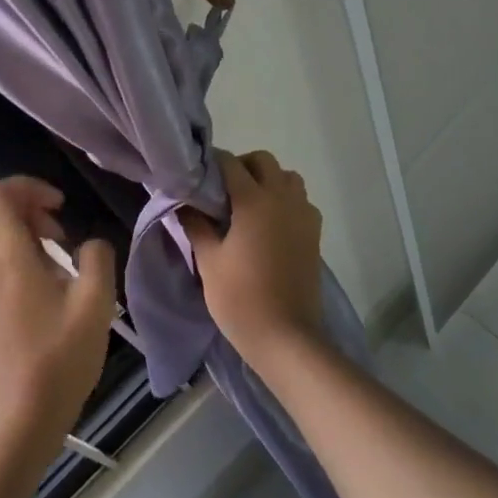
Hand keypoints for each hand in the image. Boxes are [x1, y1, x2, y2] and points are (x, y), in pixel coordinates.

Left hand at [0, 178, 116, 462]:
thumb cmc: (61, 355)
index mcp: (7, 256)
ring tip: (59, 248)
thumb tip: (90, 244)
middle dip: (27, 204)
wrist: (25, 414)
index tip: (61, 206)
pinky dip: (17, 248)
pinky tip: (47, 275)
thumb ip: (97, 257)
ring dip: (23, 226)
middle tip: (62, 225)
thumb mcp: (96, 302)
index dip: (28, 186)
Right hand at [183, 150, 325, 374]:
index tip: (197, 178)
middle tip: (222, 192)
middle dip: (242, 167)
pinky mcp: (314, 233)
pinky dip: (285, 201)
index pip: (230, 163)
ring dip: (268, 181)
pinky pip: (300, 201)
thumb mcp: (209, 261)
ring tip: (247, 206)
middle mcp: (283, 198)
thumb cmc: (240, 298)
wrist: (286, 336)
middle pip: (263, 161)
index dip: (212, 164)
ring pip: (287, 177)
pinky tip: (269, 226)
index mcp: (254, 200)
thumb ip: (196, 225)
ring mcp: (303, 215)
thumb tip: (183, 203)